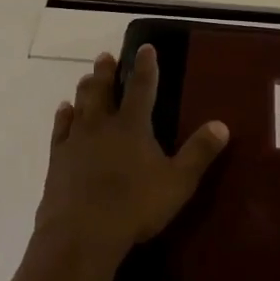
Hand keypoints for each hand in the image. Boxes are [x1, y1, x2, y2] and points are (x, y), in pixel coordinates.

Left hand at [33, 46, 229, 264]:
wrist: (81, 233)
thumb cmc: (134, 206)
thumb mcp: (178, 182)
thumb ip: (199, 153)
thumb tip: (222, 125)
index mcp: (132, 125)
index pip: (141, 86)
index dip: (145, 66)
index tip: (145, 47)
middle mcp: (102, 124)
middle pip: (104, 90)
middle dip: (107, 71)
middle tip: (106, 56)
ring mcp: (76, 140)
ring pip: (81, 104)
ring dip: (85, 88)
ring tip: (86, 77)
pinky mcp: (57, 159)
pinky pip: (60, 129)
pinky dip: (63, 116)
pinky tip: (64, 110)